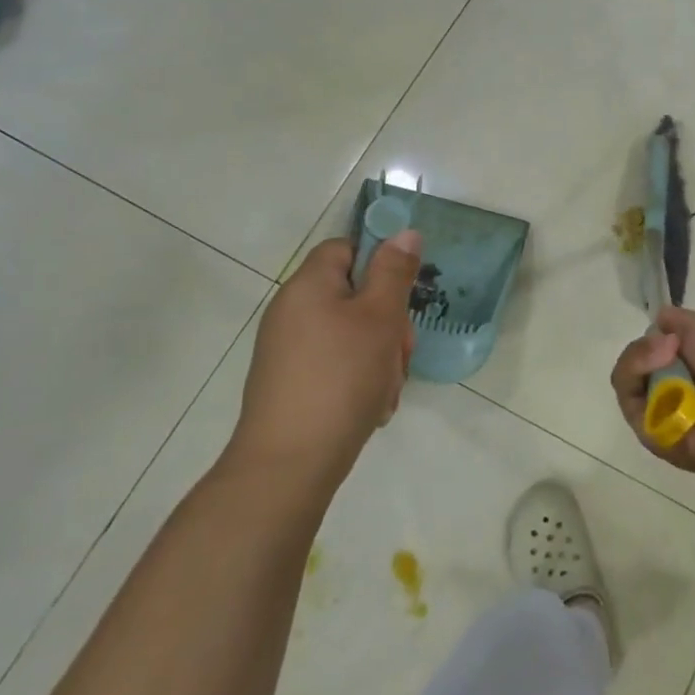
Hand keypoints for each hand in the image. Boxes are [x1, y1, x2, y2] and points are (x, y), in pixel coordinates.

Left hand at [226, 232, 421, 496]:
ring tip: (387, 387)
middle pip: (354, 294)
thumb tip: (405, 232)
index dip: (380, 263)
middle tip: (401, 350)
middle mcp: (292, 311)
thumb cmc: (342, 376)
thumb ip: (395, 271)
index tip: (403, 294)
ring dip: (380, 354)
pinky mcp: (293, 383)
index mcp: (308, 285)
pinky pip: (338, 364)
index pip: (346, 248)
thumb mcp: (380, 317)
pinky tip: (373, 404)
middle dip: (388, 320)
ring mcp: (289, 350)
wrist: (291, 462)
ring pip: (352, 333)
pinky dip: (360, 378)